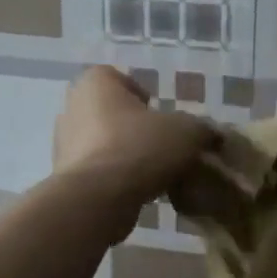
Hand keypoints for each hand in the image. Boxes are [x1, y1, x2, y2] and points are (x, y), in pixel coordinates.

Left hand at [52, 66, 214, 220]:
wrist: (98, 199)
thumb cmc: (139, 148)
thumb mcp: (187, 133)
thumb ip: (202, 129)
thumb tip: (213, 135)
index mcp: (95, 84)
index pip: (118, 78)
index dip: (142, 95)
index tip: (161, 116)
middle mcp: (72, 108)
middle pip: (110, 113)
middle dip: (134, 128)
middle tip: (161, 145)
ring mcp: (63, 144)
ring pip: (102, 144)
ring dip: (125, 155)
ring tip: (153, 173)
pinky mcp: (65, 178)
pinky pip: (96, 172)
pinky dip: (114, 179)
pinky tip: (136, 192)